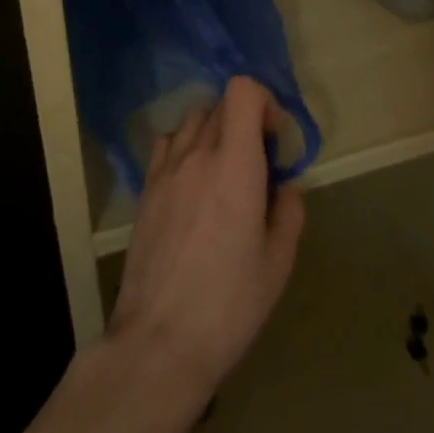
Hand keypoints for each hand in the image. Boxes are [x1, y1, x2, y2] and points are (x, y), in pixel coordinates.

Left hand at [108, 76, 304, 424]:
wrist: (159, 341)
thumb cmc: (229, 305)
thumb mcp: (277, 264)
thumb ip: (288, 213)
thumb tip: (285, 187)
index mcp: (235, 166)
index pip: (242, 91)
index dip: (264, 101)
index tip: (275, 137)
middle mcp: (197, 156)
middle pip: (220, 104)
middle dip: (245, 120)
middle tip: (259, 162)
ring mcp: (165, 171)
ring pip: (192, 121)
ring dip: (215, 131)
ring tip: (225, 171)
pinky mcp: (145, 191)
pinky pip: (167, 146)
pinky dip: (186, 148)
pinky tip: (193, 184)